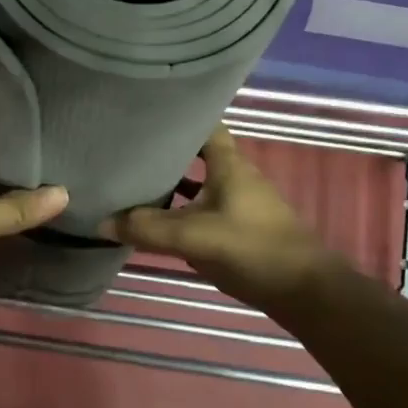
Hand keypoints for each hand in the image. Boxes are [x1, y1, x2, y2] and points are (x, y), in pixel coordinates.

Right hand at [101, 125, 325, 312]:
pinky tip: (164, 223)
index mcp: (229, 164)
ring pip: (202, 183)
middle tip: (132, 150)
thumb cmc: (252, 248)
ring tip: (138, 183)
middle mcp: (237, 176)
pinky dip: (186, 210)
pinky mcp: (244, 228)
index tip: (148, 114)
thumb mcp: (193, 237)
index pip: (205, 124)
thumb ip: (147, 228)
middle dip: (169, 151)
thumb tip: (102, 221)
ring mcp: (242, 203)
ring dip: (176, 183)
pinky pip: (207, 208)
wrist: (305, 292)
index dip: (179, 117)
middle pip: (199, 154)